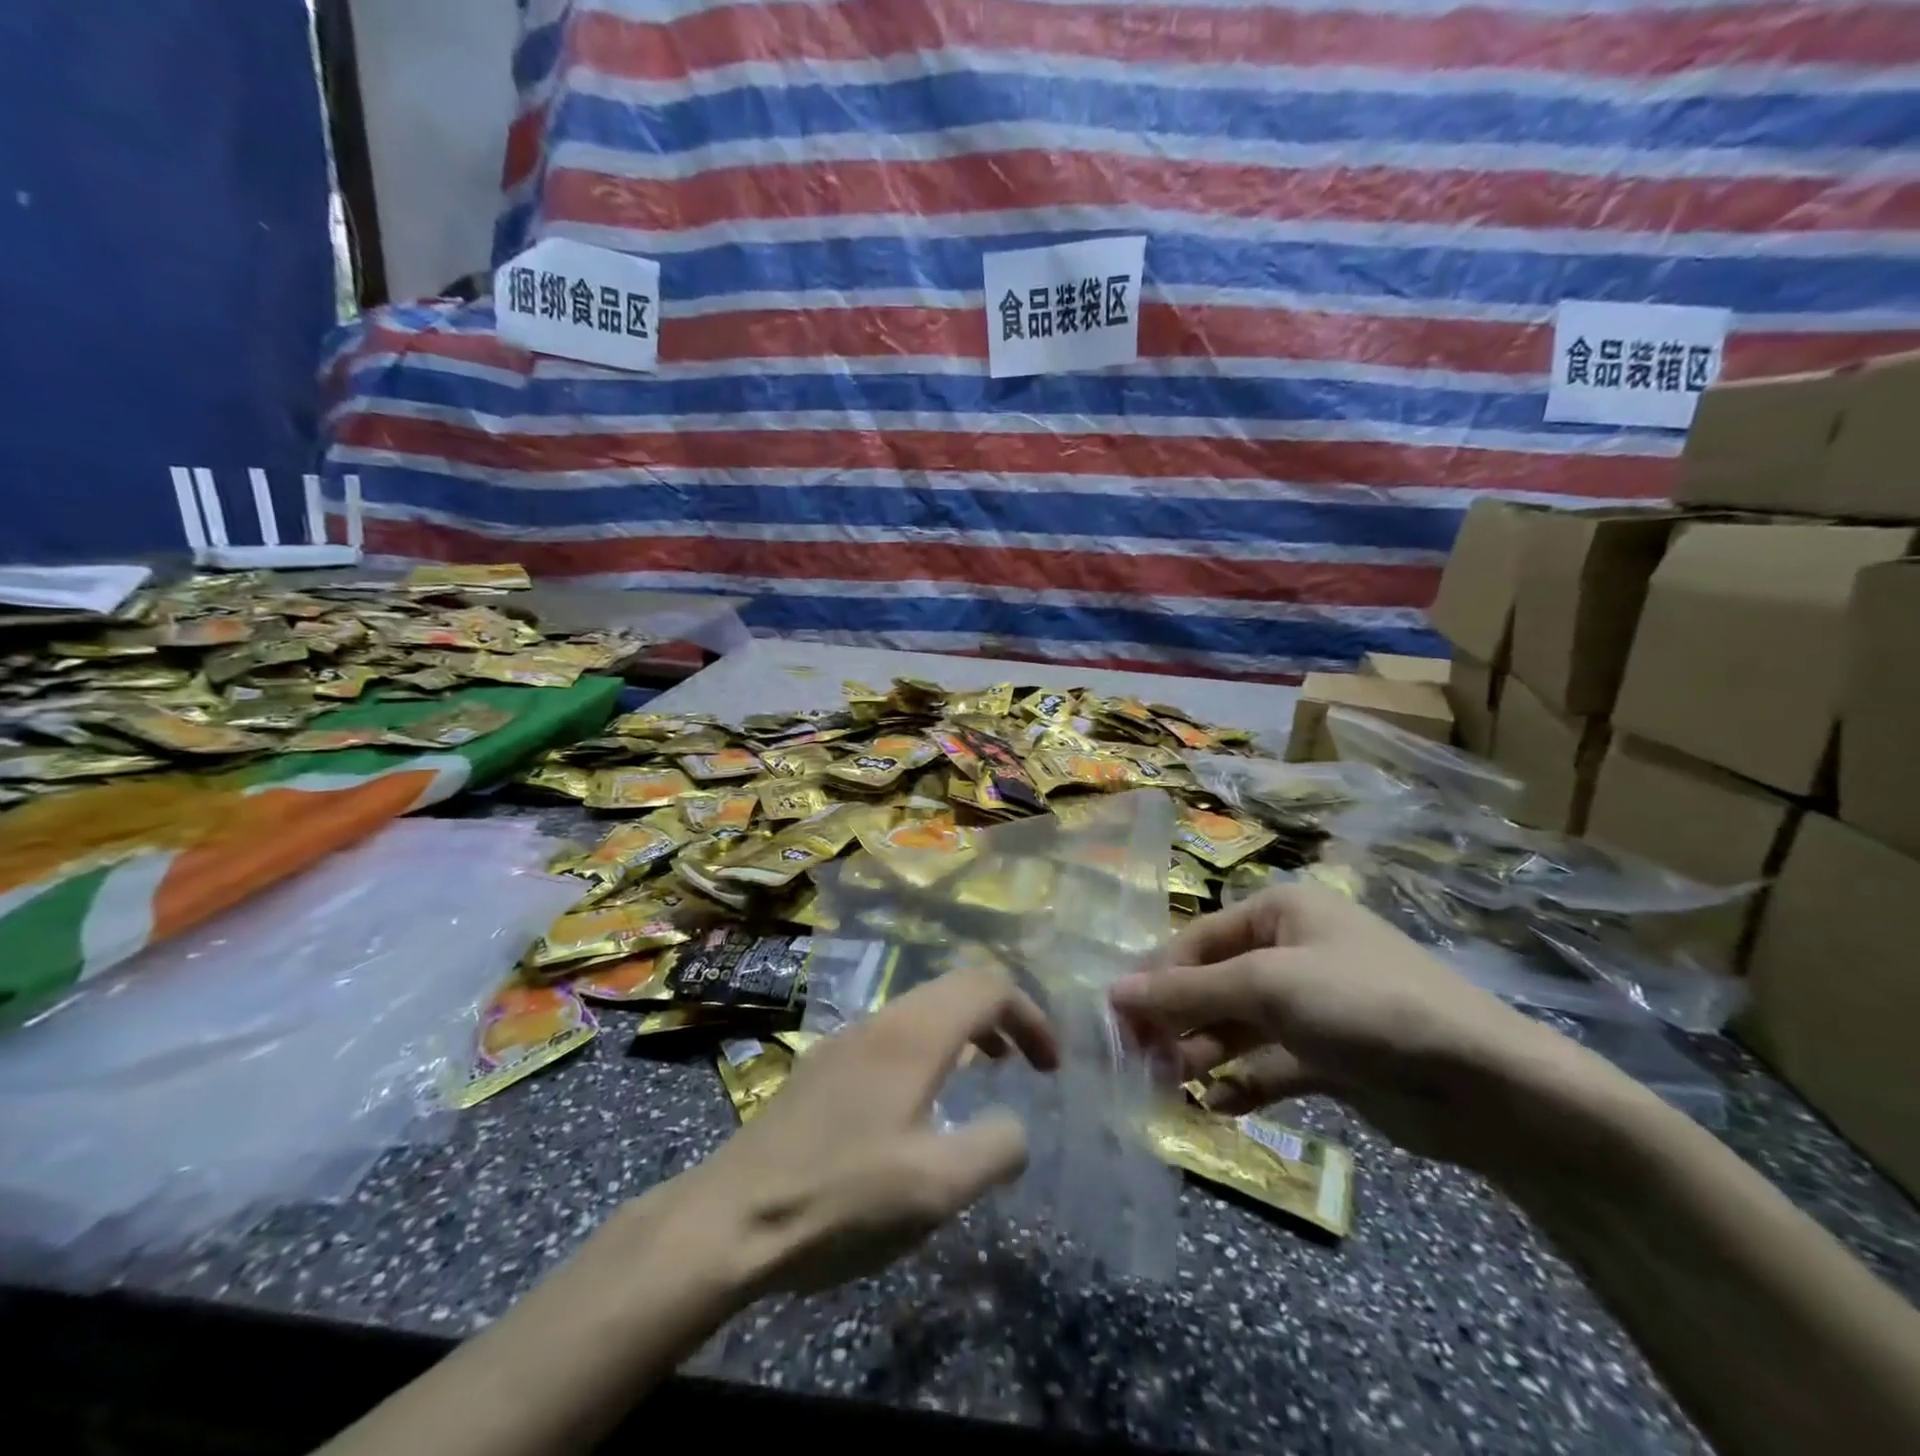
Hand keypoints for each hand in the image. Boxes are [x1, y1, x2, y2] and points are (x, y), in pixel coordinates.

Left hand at [671, 964, 1057, 1296]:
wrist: (731, 1217)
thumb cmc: (842, 1198)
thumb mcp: (937, 1187)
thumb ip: (995, 1148)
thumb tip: (1016, 1127)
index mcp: (914, 1035)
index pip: (988, 988)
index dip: (1031, 1016)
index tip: (1051, 1066)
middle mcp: (882, 1021)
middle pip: (956, 989)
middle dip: (1002, 1017)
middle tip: (1026, 1065)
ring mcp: (847, 1040)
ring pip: (922, 1010)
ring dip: (964, 1031)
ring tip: (984, 1074)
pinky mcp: (824, 1066)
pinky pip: (894, 1035)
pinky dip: (930, 1048)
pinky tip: (921, 1103)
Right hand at [1110, 882, 1616, 1175]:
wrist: (1486, 1085)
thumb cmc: (1363, 1005)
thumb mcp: (1267, 987)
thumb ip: (1187, 992)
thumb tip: (1111, 993)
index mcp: (1280, 912)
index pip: (1197, 940)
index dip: (1156, 978)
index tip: (1116, 1020)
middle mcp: (1293, 950)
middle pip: (1214, 984)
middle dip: (1177, 1022)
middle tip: (1138, 1063)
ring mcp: (1313, 1005)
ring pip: (1238, 1027)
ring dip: (1203, 1055)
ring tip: (1169, 1089)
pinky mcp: (1330, 1056)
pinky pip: (1269, 1065)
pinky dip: (1241, 1084)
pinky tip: (1214, 1106)